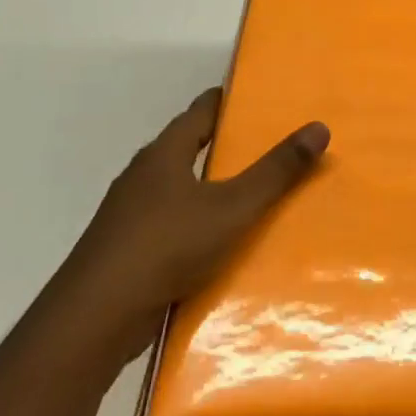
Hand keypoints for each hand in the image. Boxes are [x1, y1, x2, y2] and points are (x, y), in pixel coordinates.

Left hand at [57, 87, 328, 363]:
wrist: (96, 318)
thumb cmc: (167, 246)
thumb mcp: (234, 206)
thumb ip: (277, 170)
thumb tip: (319, 127)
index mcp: (163, 154)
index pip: (200, 111)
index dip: (229, 101)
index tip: (262, 98)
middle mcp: (142, 177)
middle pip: (188, 147)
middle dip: (226, 144)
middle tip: (272, 144)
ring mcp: (130, 214)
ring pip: (180, 187)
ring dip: (212, 185)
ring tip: (255, 190)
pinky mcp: (128, 249)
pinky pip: (173, 221)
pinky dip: (199, 220)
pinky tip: (222, 239)